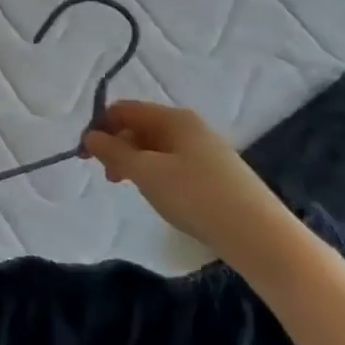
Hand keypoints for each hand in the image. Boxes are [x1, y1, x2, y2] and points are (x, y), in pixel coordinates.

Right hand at [84, 100, 295, 264]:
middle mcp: (189, 126)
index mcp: (172, 118)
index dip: (99, 127)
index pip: (123, 110)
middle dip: (116, 146)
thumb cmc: (194, 195)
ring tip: (128, 187)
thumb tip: (89, 136)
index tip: (85, 155)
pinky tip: (156, 193)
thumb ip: (112, 151)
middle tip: (108, 176)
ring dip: (133, 161)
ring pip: (154, 146)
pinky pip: (171, 162)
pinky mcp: (213, 172)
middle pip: (138, 126)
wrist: (258, 235)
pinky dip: (154, 172)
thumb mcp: (145, 172)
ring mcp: (204, 149)